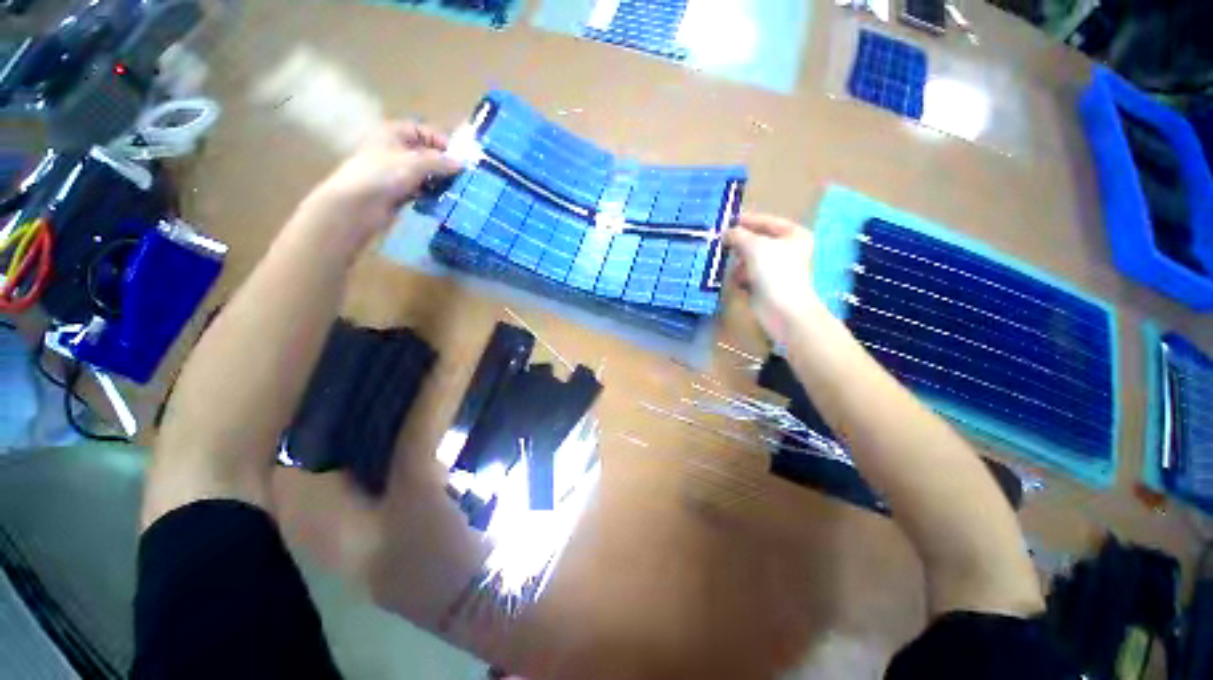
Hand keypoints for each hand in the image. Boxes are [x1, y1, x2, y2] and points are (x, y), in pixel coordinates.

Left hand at [295, 121, 463, 252]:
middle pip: (426, 154)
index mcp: (394, 134)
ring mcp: (397, 173)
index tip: (460, 159)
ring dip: (440, 181)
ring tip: (459, 191)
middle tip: (464, 178)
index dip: (442, 142)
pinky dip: (433, 195)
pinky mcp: (399, 192)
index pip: (424, 131)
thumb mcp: (415, 163)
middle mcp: (395, 150)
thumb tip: (463, 163)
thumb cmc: (383, 175)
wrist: (357, 205)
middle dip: (444, 165)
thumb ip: (441, 162)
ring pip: (425, 174)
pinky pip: (422, 191)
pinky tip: (445, 202)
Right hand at [725, 213, 821, 343]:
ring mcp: (776, 269)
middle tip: (722, 243)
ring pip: (749, 259)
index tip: (726, 221)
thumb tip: (725, 233)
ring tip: (735, 269)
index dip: (746, 220)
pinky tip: (739, 282)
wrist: (782, 309)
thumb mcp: (754, 246)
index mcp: (793, 235)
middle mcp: (787, 250)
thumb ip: (738, 235)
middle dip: (740, 245)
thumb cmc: (774, 272)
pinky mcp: (765, 286)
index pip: (766, 221)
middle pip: (756, 241)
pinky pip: (747, 275)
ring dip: (739, 264)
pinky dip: (740, 278)